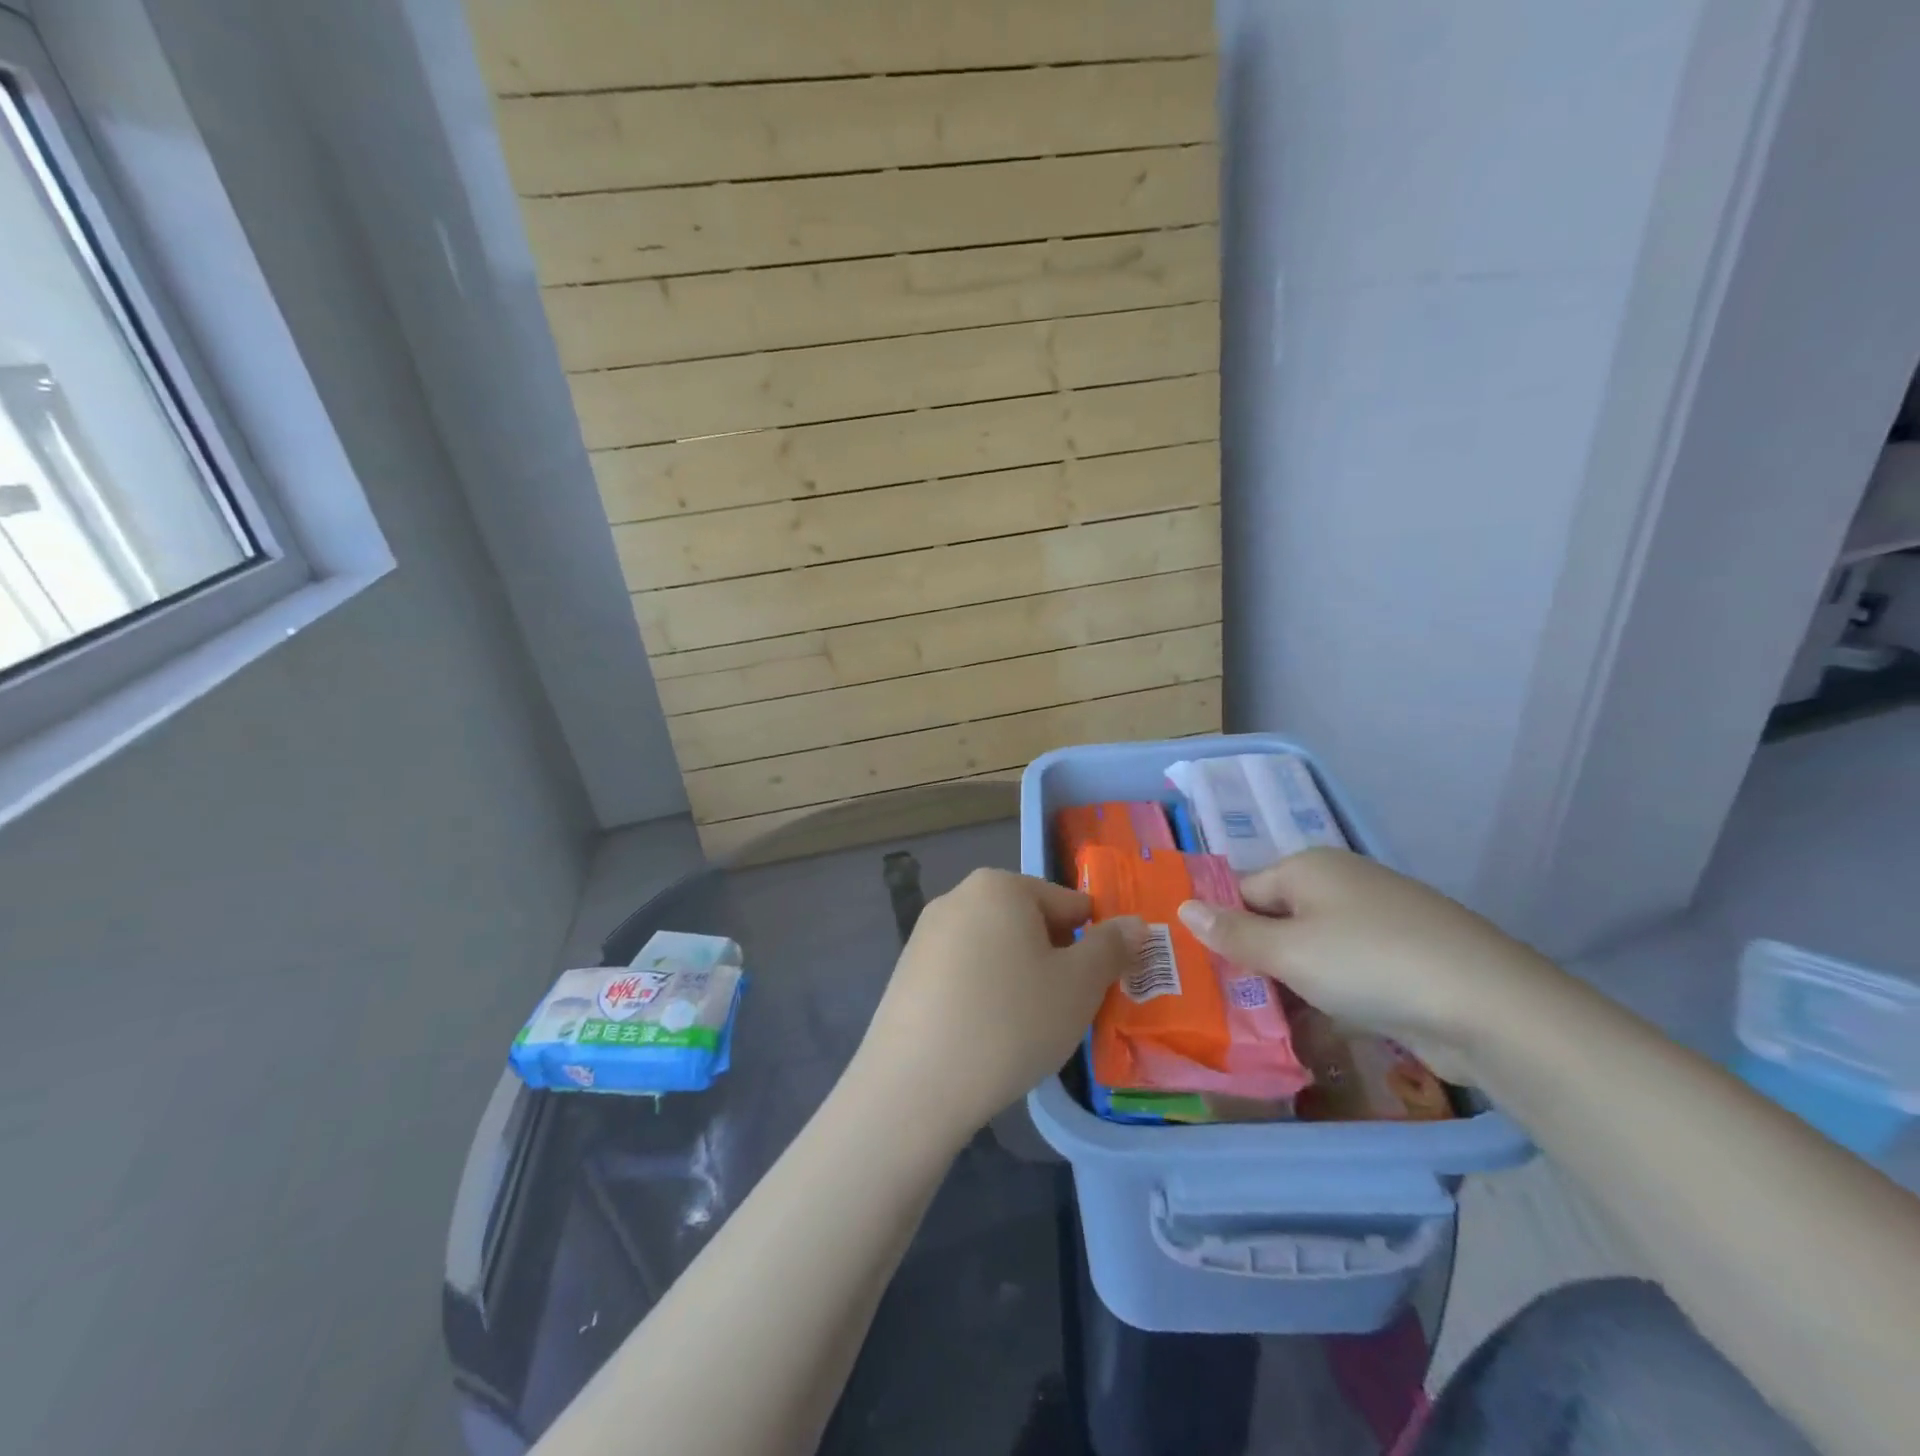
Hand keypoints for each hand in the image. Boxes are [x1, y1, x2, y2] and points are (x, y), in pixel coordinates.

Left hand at [853, 868, 1142, 1143]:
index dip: (1091, 943)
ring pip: (994, 949)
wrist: (916, 1083)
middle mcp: (957, 897)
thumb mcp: (1079, 986)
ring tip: (1027, 1027)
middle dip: (1053, 960)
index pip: (1067, 904)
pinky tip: (987, 1035)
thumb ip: (1111, 948)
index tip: (1097, 986)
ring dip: (1019, 978)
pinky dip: (983, 994)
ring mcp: (925, 934)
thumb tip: (1135, 924)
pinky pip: (962, 973)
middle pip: (1027, 923)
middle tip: (1065, 1009)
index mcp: (999, 886)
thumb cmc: (1011, 1021)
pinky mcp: (907, 972)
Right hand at [1175, 847, 1556, 1081]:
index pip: (1242, 890)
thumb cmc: (1370, 964)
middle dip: (1253, 959)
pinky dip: (1326, 995)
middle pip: (1276, 918)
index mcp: (1308, 867)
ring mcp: (1376, 920)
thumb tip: (1183, 906)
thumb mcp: (1288, 951)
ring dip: (1287, 983)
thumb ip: (1232, 933)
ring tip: (1259, 1022)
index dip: (1219, 927)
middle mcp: (1340, 884)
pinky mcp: (1402, 958)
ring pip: (1310, 949)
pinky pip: (1345, 971)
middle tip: (1223, 1002)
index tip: (1198, 970)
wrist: (1490, 1007)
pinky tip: (1313, 1027)